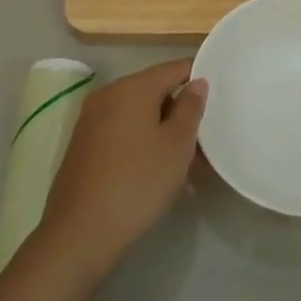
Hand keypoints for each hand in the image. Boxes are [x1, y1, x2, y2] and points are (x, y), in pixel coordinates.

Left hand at [39, 59, 206, 276]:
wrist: (81, 231)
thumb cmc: (138, 182)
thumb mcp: (177, 145)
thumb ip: (190, 108)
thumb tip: (196, 82)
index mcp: (132, 87)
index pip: (174, 68)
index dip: (198, 78)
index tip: (219, 98)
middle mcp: (108, 94)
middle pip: (154, 90)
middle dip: (181, 110)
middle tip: (205, 139)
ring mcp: (91, 119)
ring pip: (138, 113)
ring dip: (163, 129)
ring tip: (186, 160)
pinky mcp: (83, 144)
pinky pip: (121, 130)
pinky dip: (142, 141)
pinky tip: (156, 169)